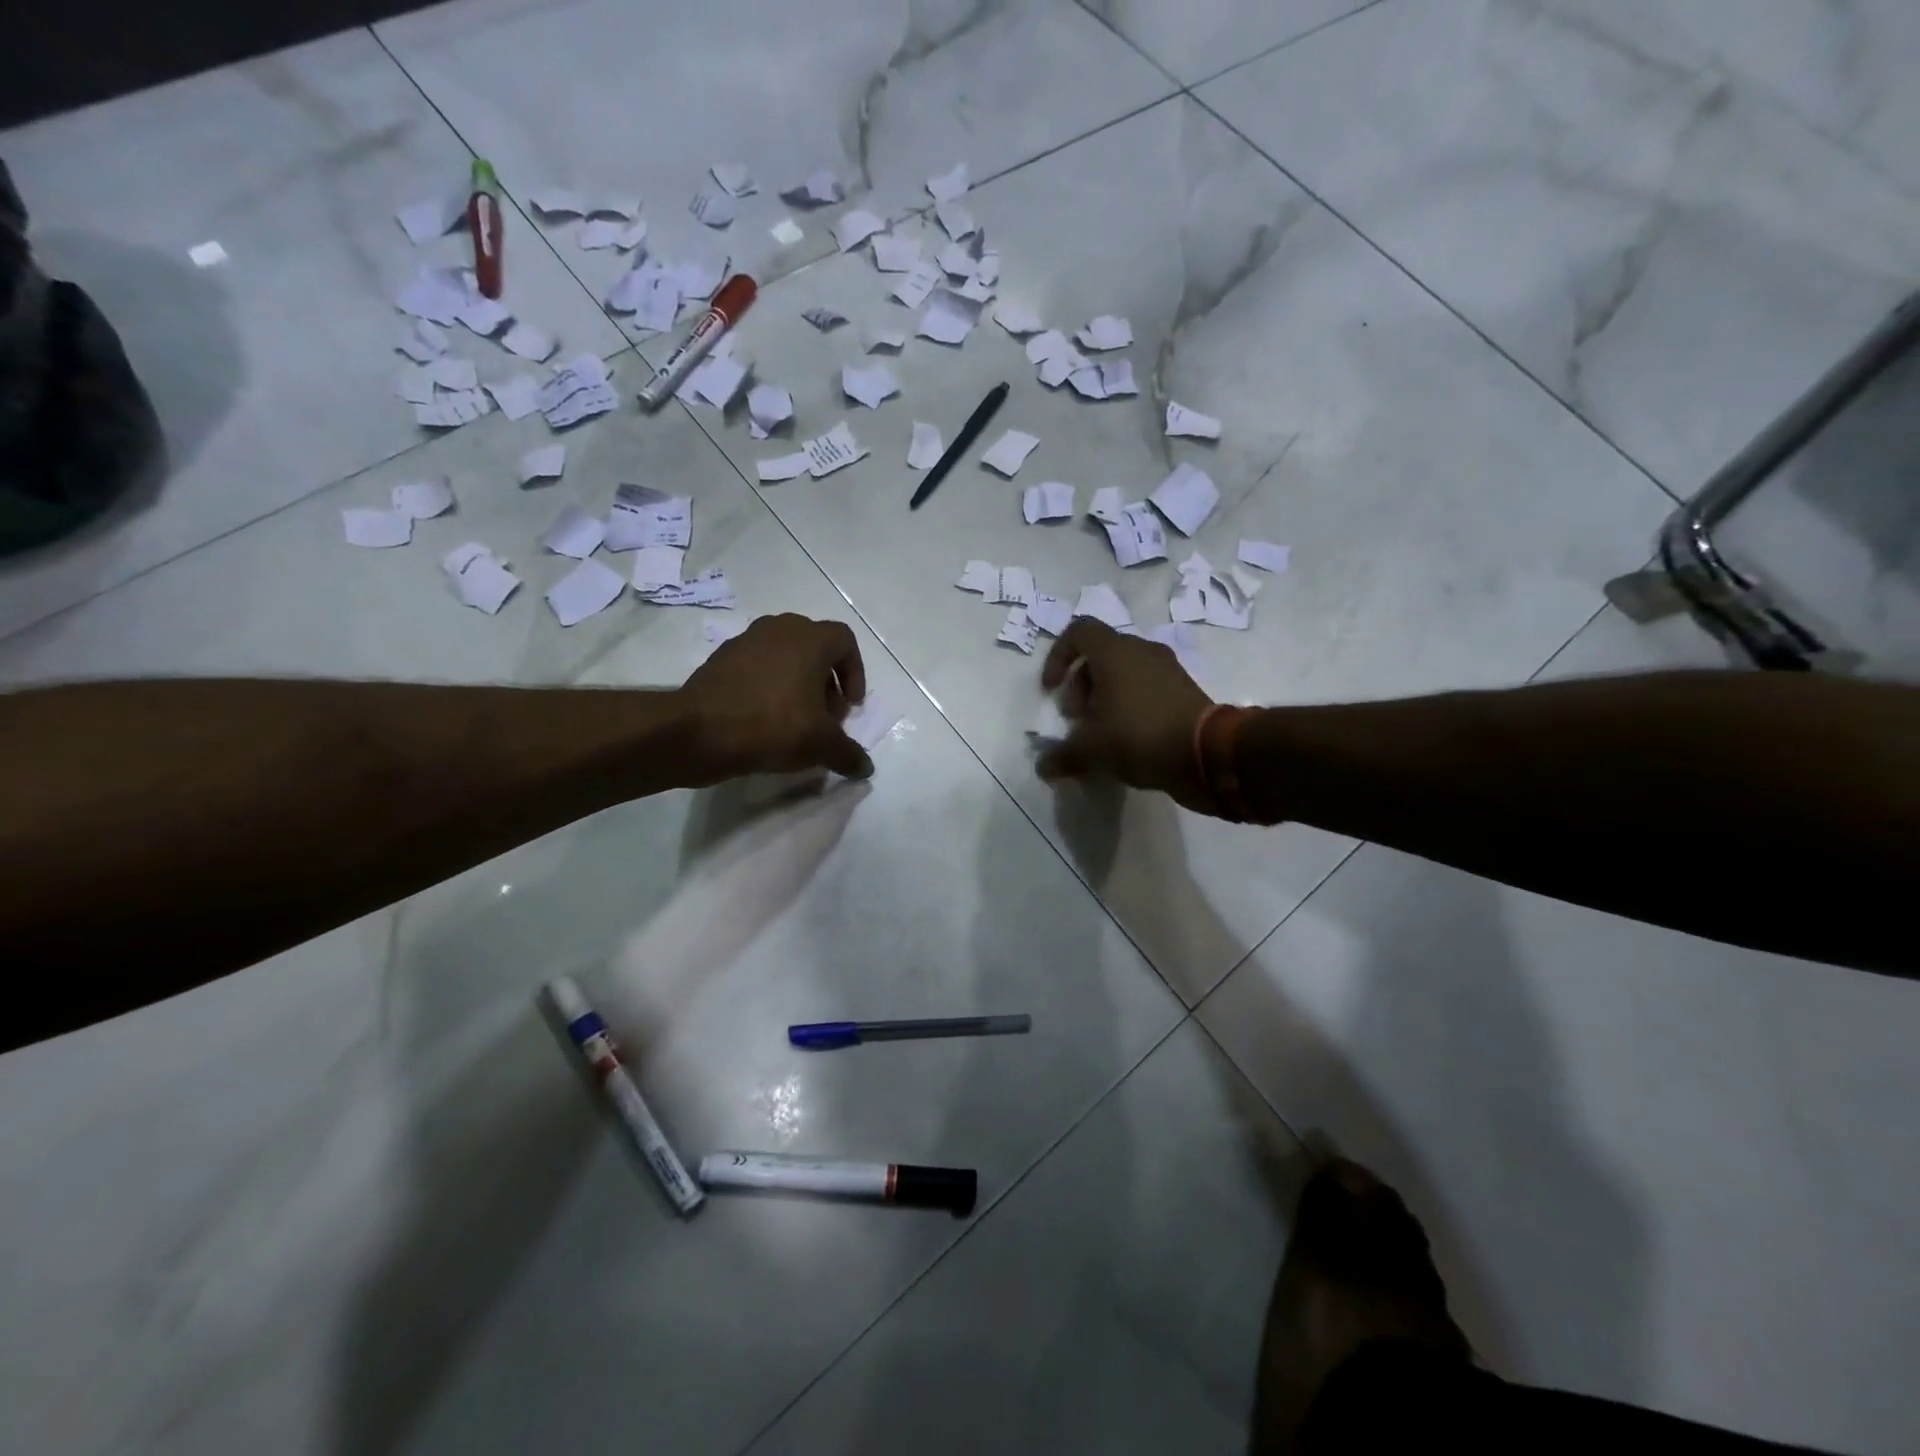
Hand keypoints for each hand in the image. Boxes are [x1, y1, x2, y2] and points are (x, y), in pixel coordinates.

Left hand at [680, 614, 873, 781]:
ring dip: (797, 685)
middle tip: (826, 717)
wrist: (698, 731)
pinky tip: (764, 722)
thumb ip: (848, 754)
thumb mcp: (821, 745)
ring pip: (784, 658)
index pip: (845, 641)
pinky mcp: (720, 660)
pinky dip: (768, 688)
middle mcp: (779, 629)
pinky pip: (756, 669)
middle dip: (826, 683)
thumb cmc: (773, 725)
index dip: (854, 673)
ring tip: (796, 722)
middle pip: (814, 649)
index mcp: (809, 638)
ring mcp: (746, 641)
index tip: (850, 705)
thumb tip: (866, 768)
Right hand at [1037, 619, 1214, 809]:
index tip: (1051, 690)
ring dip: (1103, 698)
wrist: (1208, 754)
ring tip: (1099, 733)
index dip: (1058, 657)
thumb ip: (1063, 755)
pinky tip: (1125, 740)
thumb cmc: (1139, 736)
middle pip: (1099, 656)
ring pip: (1124, 673)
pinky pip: (1145, 689)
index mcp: (1115, 652)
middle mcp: (1141, 651)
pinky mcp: (1184, 690)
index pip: (1078, 632)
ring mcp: (1167, 669)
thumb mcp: (1092, 750)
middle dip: (1080, 686)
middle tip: (1076, 719)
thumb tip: (1044, 767)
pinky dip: (1129, 706)